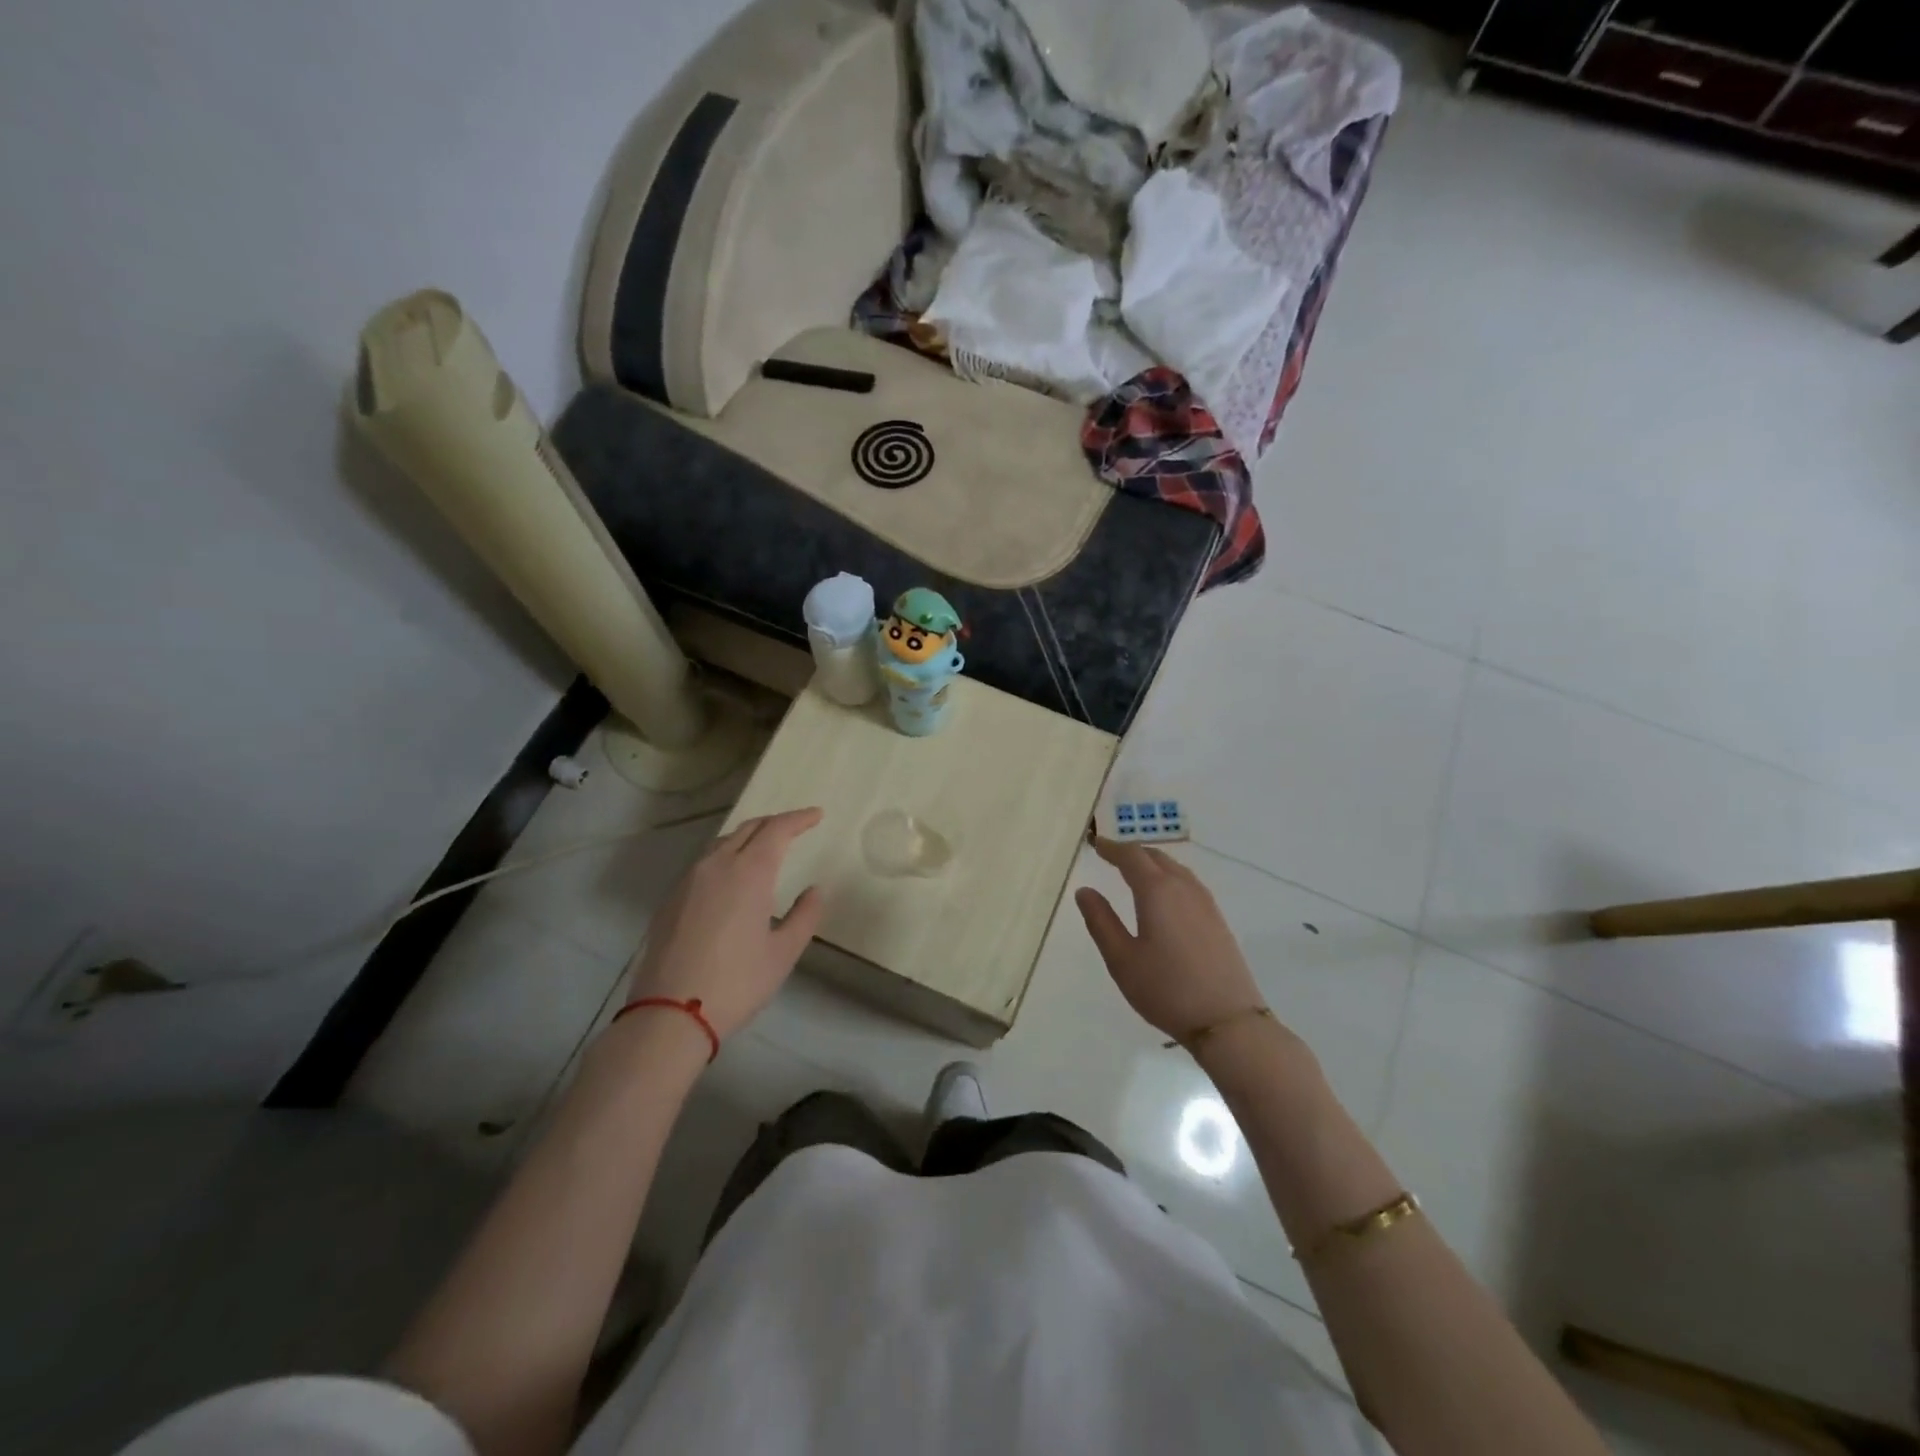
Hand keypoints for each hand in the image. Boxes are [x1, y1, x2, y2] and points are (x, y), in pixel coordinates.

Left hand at [624, 808, 825, 1040]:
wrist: (670, 1013)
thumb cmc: (736, 982)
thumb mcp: (783, 952)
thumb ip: (804, 915)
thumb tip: (814, 890)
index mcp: (749, 872)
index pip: (777, 829)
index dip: (799, 818)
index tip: (816, 816)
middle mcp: (716, 865)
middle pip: (748, 828)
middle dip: (774, 823)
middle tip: (795, 828)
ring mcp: (688, 880)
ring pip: (722, 842)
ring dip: (748, 837)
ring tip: (765, 848)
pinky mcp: (671, 899)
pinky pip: (704, 862)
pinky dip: (726, 856)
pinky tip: (731, 876)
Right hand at [1074, 838, 1266, 1042]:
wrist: (1228, 1021)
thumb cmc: (1166, 989)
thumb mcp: (1122, 959)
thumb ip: (1101, 921)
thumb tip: (1085, 891)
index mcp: (1157, 891)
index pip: (1131, 856)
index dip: (1111, 848)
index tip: (1095, 845)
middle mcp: (1183, 887)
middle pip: (1155, 857)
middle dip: (1132, 853)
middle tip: (1110, 856)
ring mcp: (1205, 902)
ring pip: (1175, 868)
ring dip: (1152, 863)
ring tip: (1134, 872)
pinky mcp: (1217, 919)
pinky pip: (1188, 883)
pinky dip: (1169, 877)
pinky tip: (1164, 896)